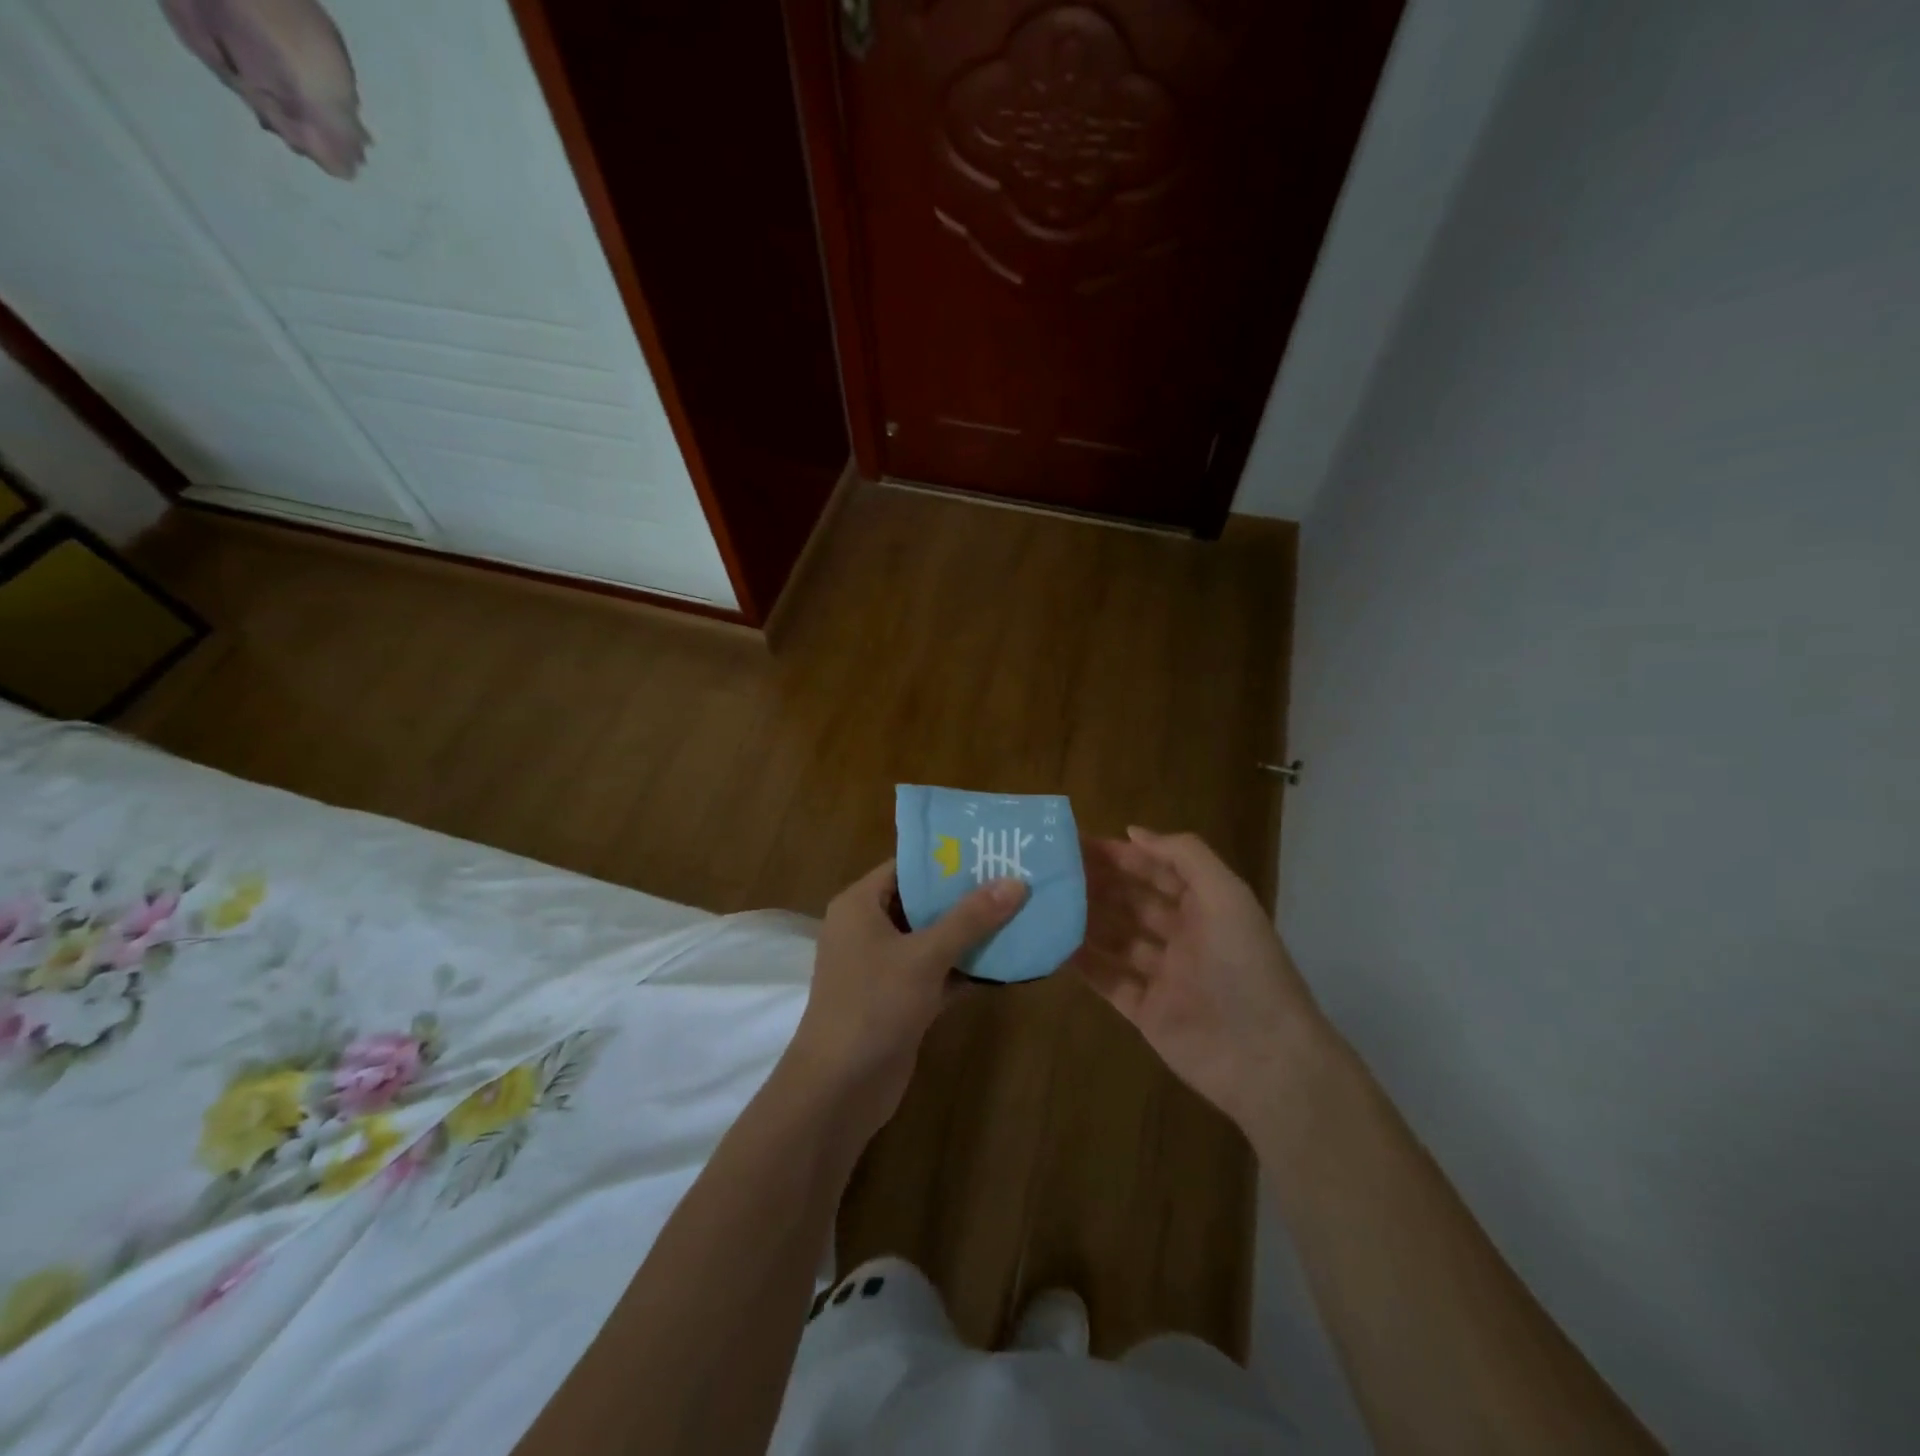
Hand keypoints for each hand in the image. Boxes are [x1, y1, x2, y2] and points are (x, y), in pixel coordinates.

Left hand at [788, 861, 1026, 1142]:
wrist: (838, 1089)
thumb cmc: (873, 1005)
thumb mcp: (924, 956)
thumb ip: (969, 919)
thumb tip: (1015, 882)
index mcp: (861, 905)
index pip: (906, 866)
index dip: (947, 857)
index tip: (992, 848)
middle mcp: (869, 929)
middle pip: (923, 901)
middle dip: (967, 895)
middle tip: (1016, 879)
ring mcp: (884, 966)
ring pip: (934, 939)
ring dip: (971, 933)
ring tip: (1021, 913)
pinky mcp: (900, 999)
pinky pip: (938, 972)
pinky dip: (966, 969)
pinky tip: (1008, 962)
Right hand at [1074, 828, 1324, 1133]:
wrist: (1264, 1057)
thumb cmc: (1244, 964)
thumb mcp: (1225, 895)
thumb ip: (1184, 855)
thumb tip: (1132, 831)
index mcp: (1205, 907)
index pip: (1157, 871)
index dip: (1122, 855)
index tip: (1078, 842)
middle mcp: (1183, 937)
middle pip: (1133, 902)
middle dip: (1098, 884)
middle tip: (1053, 869)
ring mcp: (1163, 976)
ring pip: (1117, 939)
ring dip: (1086, 919)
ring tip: (1047, 901)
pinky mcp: (1146, 1012)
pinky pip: (1109, 981)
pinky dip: (1084, 964)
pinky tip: (1055, 945)